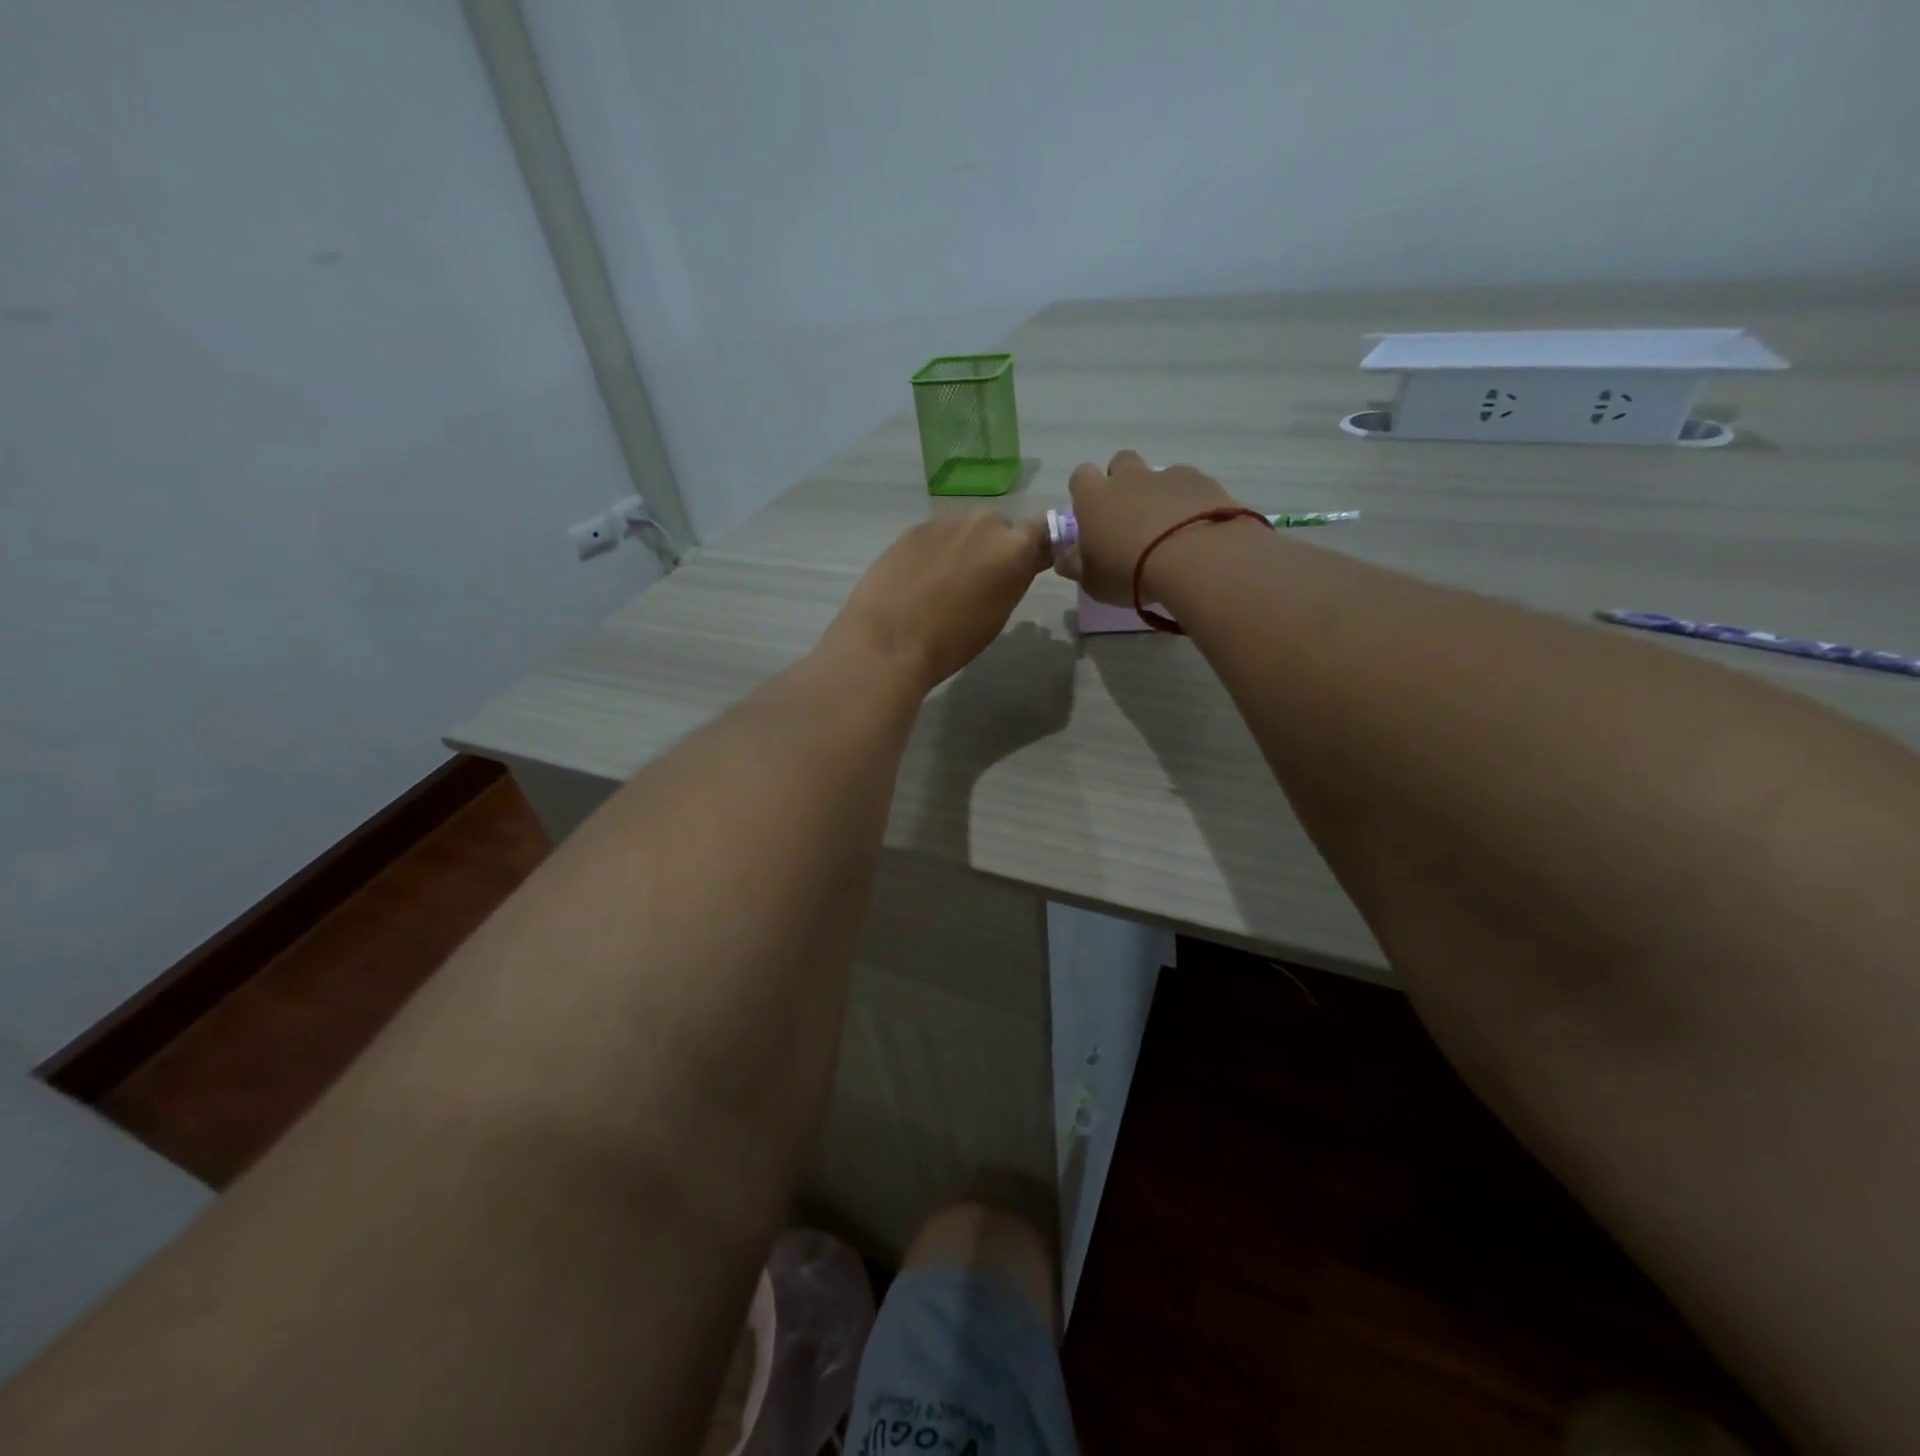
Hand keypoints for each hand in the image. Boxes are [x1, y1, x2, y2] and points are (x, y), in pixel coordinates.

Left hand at [823, 512, 1050, 692]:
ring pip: (966, 530)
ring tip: (945, 582)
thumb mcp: (999, 614)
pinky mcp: (914, 528)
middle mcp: (984, 523)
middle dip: (995, 548)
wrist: (889, 640)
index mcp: (1014, 547)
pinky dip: (935, 551)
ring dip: (964, 548)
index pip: (1043, 532)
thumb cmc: (952, 640)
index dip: (1037, 548)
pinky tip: (920, 578)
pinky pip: (936, 535)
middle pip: (1000, 528)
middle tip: (980, 581)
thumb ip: (1014, 578)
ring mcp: (946, 522)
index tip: (1029, 566)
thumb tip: (1020, 563)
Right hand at [1055, 450, 1239, 604]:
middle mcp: (1129, 478)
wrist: (1194, 559)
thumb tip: (1065, 556)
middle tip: (1129, 516)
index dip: (1084, 492)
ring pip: (1158, 474)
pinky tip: (1197, 528)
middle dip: (1122, 481)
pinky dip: (1190, 502)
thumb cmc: (1129, 572)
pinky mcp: (1202, 482)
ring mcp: (1167, 476)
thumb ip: (1075, 564)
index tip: (1091, 514)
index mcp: (1094, 497)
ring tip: (1168, 527)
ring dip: (1158, 493)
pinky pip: (1191, 486)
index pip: (1080, 476)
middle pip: (1120, 462)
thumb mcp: (1092, 581)